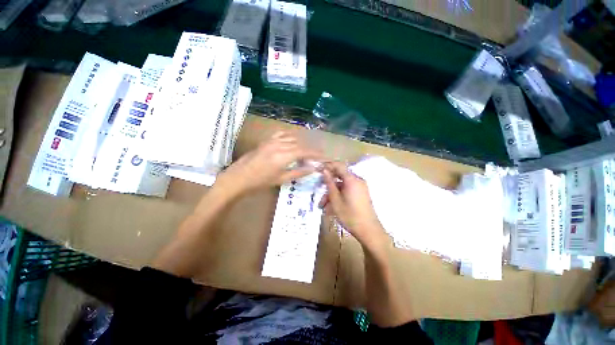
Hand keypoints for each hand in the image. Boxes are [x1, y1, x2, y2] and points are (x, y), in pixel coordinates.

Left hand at [216, 131, 321, 194]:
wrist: (239, 177)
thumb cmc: (260, 182)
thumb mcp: (281, 179)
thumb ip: (299, 172)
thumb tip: (313, 168)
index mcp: (284, 155)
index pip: (305, 151)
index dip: (315, 154)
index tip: (324, 156)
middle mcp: (279, 145)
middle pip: (300, 144)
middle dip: (310, 150)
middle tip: (316, 157)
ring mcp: (271, 141)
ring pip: (292, 138)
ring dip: (301, 144)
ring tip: (305, 151)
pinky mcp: (266, 140)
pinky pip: (281, 134)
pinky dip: (289, 137)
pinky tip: (292, 141)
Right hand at [320, 161, 387, 248]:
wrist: (369, 231)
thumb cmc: (350, 215)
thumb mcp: (336, 200)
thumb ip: (329, 183)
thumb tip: (325, 171)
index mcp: (352, 180)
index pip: (338, 165)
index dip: (328, 166)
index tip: (318, 170)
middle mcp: (357, 180)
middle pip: (339, 178)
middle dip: (328, 186)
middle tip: (318, 192)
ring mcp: (360, 188)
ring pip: (342, 187)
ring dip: (332, 194)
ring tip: (323, 207)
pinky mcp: (361, 194)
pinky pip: (347, 191)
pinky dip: (339, 197)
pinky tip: (331, 208)